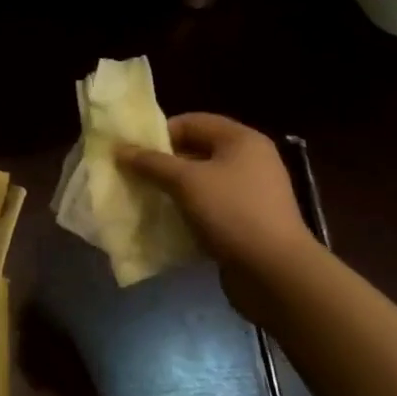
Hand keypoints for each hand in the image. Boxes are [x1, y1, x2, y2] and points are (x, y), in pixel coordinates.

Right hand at [118, 113, 317, 306]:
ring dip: (172, 187)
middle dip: (163, 162)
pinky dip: (187, 209)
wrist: (276, 273)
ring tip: (145, 197)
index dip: (160, 132)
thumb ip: (151, 162)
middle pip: (196, 150)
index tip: (133, 151)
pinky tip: (166, 220)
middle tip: (133, 174)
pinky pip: (209, 205)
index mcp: (241, 140)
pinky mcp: (247, 220)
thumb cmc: (231, 213)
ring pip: (201, 180)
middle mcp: (250, 160)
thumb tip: (120, 149)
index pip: (192, 121)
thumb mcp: (186, 182)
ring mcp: (250, 192)